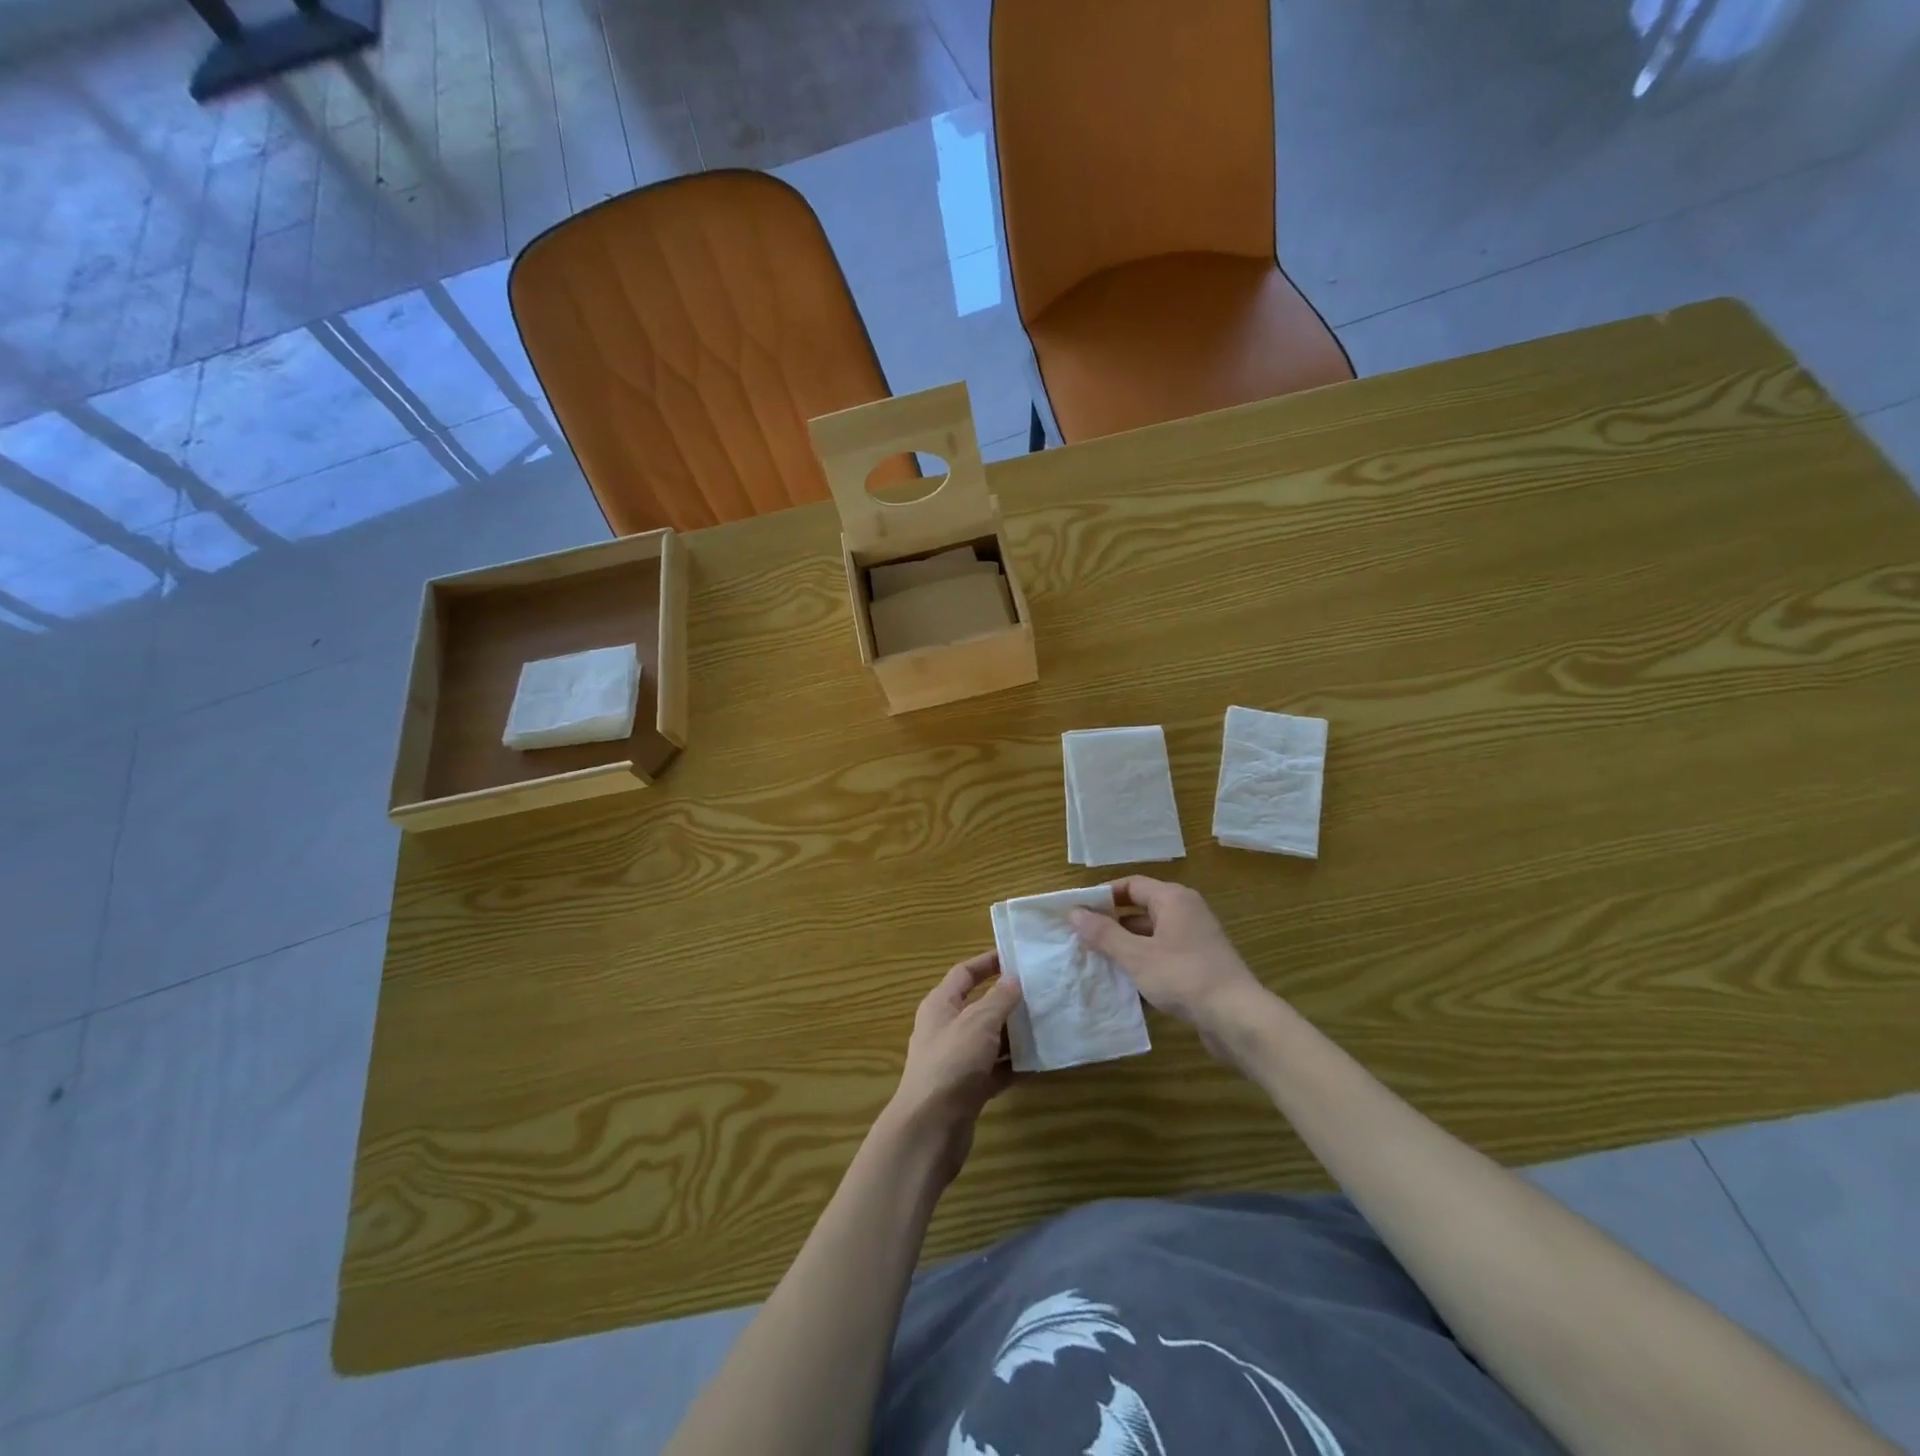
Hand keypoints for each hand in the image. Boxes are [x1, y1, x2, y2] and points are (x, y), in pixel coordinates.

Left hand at [885, 951, 1022, 1184]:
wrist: (930, 1128)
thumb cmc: (952, 1063)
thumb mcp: (978, 1022)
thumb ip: (999, 999)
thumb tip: (1013, 979)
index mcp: (941, 1005)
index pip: (964, 973)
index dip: (987, 962)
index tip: (1016, 957)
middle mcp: (946, 1029)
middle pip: (980, 1006)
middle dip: (1008, 1001)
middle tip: (1042, 993)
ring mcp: (957, 1061)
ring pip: (990, 1039)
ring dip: (1015, 1034)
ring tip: (1047, 1025)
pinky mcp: (968, 1089)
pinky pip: (995, 1070)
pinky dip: (1014, 1066)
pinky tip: (1040, 1063)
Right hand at [1069, 877, 1275, 1066]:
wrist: (1238, 1019)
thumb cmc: (1184, 977)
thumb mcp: (1136, 956)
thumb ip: (1104, 934)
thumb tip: (1074, 913)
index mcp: (1173, 899)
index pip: (1131, 885)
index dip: (1102, 896)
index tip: (1076, 912)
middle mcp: (1186, 912)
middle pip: (1140, 909)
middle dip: (1111, 924)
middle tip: (1081, 939)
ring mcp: (1195, 939)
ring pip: (1150, 935)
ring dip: (1125, 947)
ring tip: (1095, 962)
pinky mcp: (1199, 965)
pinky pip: (1162, 955)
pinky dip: (1143, 964)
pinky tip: (1124, 983)